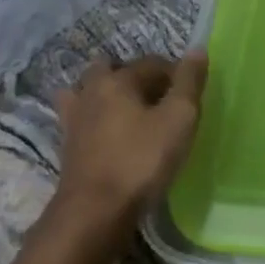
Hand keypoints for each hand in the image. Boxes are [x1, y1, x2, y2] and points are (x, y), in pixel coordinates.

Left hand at [52, 53, 206, 225]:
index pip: (153, 63)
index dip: (176, 75)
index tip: (190, 98)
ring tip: (128, 113)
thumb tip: (198, 49)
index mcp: (118, 79)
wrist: (93, 214)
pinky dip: (91, 118)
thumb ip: (189, 83)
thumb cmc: (140, 161)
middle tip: (158, 102)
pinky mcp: (67, 146)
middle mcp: (92, 90)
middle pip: (114, 69)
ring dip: (106, 94)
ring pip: (89, 90)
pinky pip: (79, 119)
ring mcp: (74, 118)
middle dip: (136, 78)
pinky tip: (105, 133)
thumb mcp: (178, 119)